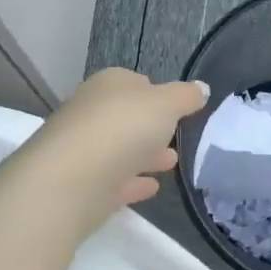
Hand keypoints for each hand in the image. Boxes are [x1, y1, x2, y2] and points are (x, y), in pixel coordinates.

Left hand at [20, 68, 208, 230]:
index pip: (135, 82)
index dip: (159, 93)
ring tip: (172, 163)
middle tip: (178, 137)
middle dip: (152, 126)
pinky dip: (132, 181)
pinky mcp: (82, 185)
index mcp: (109, 85)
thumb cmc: (122, 129)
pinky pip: (114, 179)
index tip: (180, 109)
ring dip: (144, 154)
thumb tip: (201, 89)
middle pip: (127, 117)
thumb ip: (185, 96)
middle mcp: (91, 112)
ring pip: (120, 149)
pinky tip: (152, 188)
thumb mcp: (165, 104)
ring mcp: (84, 149)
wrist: (69, 182)